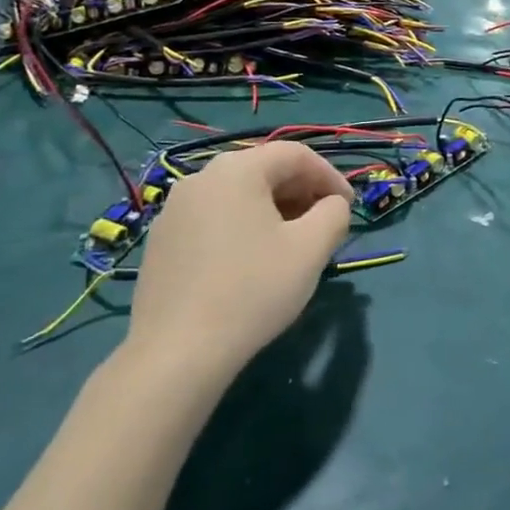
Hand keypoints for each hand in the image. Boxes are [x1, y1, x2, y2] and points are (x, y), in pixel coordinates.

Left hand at [123, 142, 353, 382]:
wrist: (176, 354)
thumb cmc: (252, 291)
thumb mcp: (311, 249)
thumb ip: (334, 214)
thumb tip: (332, 205)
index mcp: (237, 169)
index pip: (295, 155)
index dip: (330, 176)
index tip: (348, 207)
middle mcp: (201, 177)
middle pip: (264, 170)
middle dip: (301, 192)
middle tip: (323, 224)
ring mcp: (174, 210)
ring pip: (237, 195)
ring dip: (273, 210)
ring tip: (292, 243)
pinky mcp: (161, 241)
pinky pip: (213, 218)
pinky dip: (242, 227)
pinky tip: (251, 262)